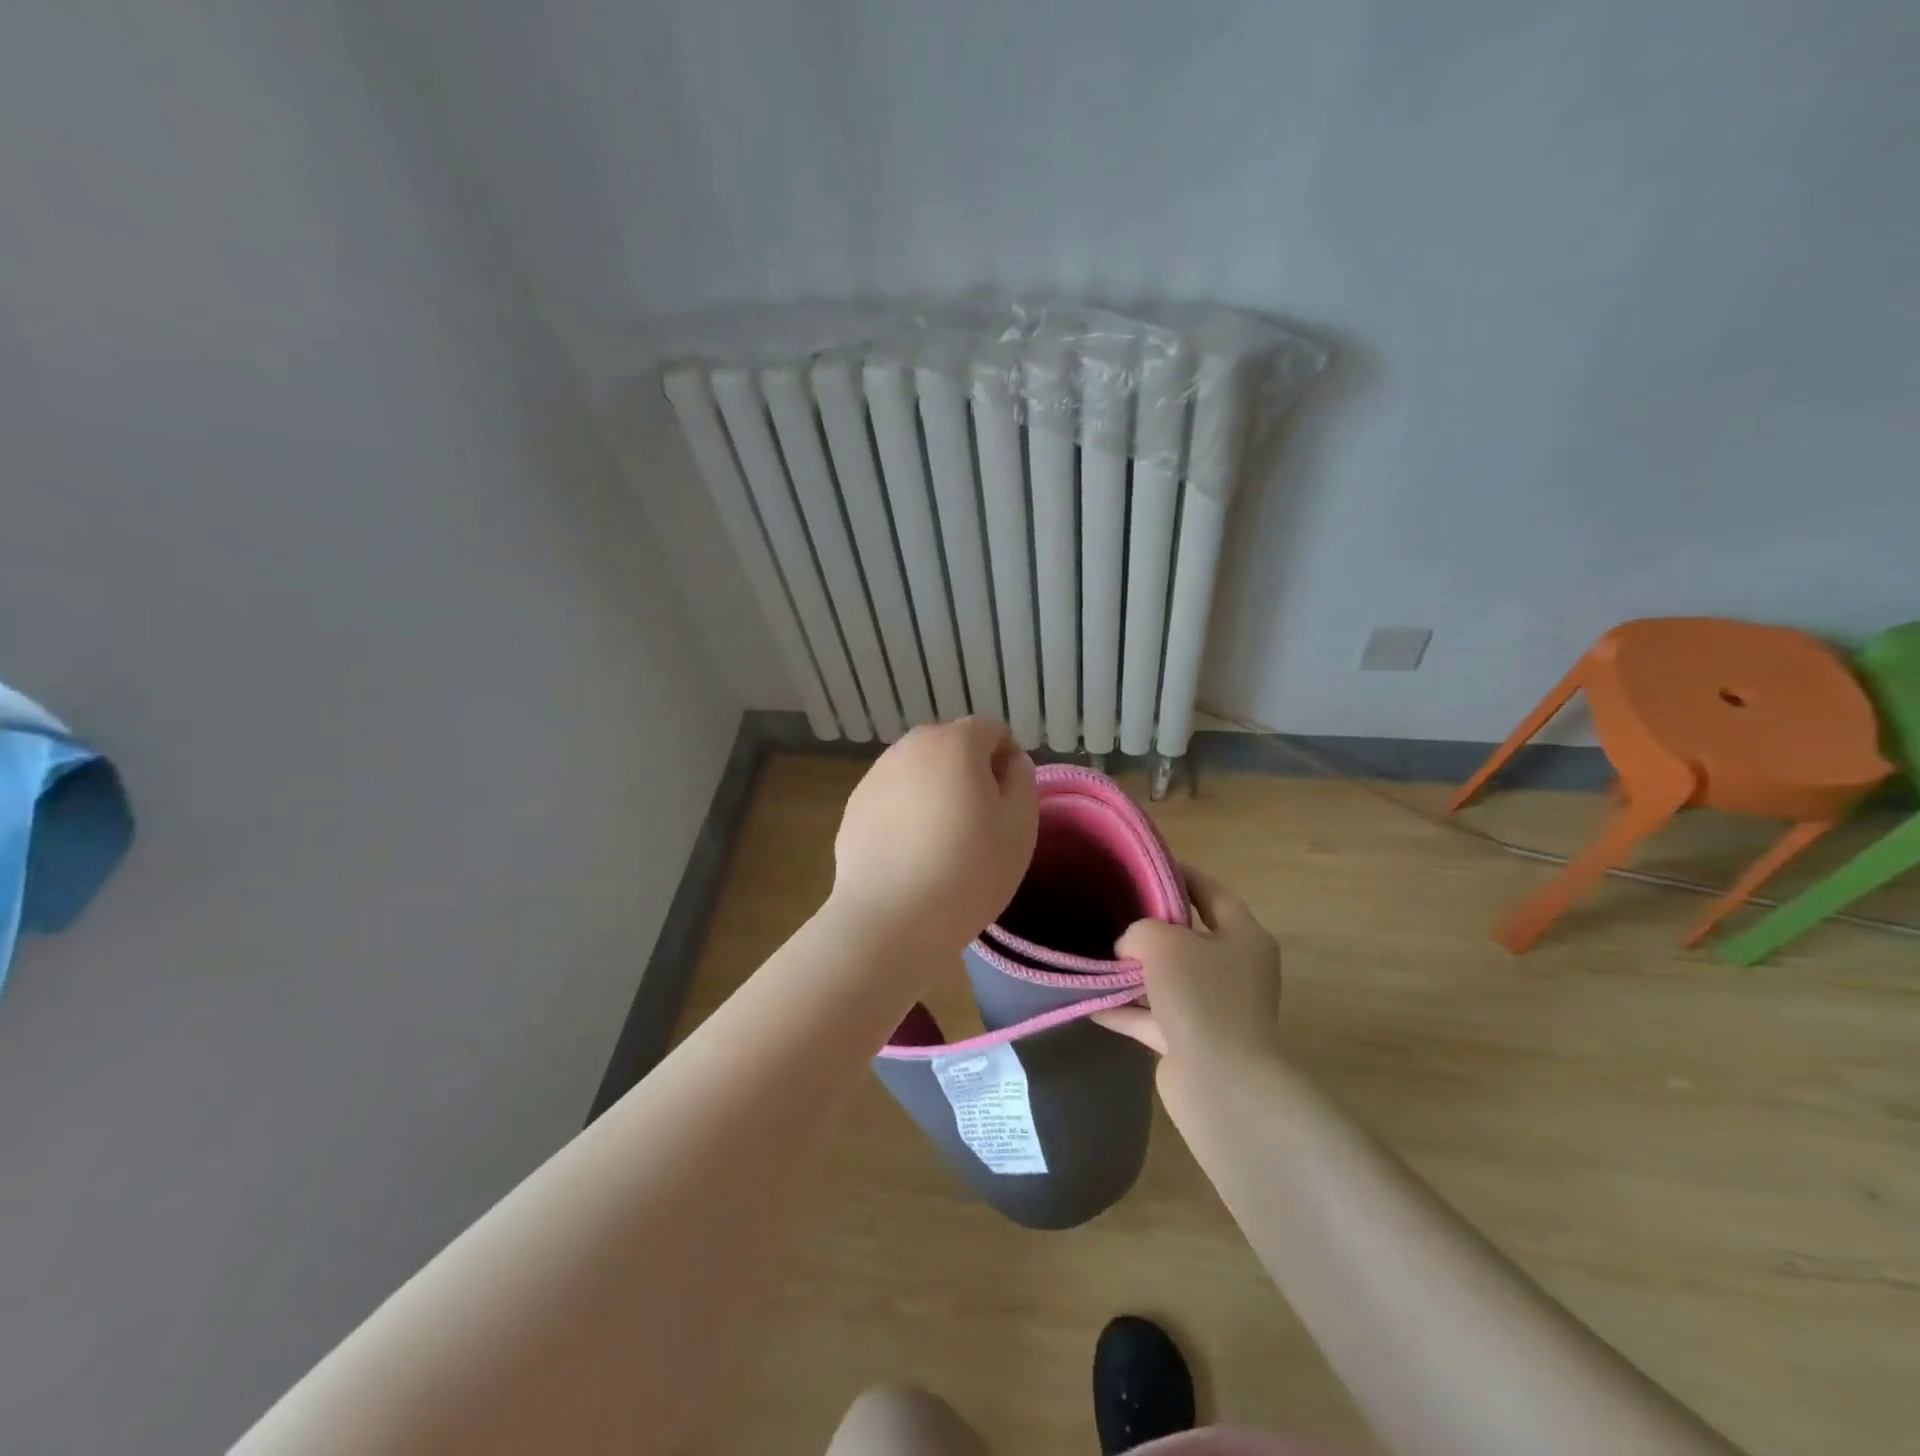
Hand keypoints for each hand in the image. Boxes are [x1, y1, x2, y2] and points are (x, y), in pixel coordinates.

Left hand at [828, 718, 1038, 956]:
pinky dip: (906, 813)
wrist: (891, 919)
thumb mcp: (1020, 826)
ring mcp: (876, 775)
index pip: (992, 732)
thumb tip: (1010, 761)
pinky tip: (910, 855)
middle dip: (969, 773)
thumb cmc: (968, 870)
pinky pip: (893, 798)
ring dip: (935, 791)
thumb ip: (1022, 780)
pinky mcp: (854, 806)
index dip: (1007, 763)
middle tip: (978, 824)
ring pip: (919, 771)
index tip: (1007, 806)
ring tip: (941, 843)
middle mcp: (910, 746)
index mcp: (955, 742)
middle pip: (952, 746)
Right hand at [1095, 865, 1281, 1070]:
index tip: (1145, 866)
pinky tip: (1088, 1001)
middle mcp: (1234, 970)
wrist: (1221, 1083)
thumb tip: (1129, 951)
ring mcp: (1214, 1009)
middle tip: (1111, 911)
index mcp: (1243, 936)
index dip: (1180, 875)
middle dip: (1150, 927)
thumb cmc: (1201, 996)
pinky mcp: (1191, 1042)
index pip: (1212, 893)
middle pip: (1187, 937)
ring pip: (1167, 980)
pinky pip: (1152, 1016)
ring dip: (1132, 973)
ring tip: (1092, 955)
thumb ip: (1140, 931)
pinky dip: (1124, 1010)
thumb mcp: (1163, 941)